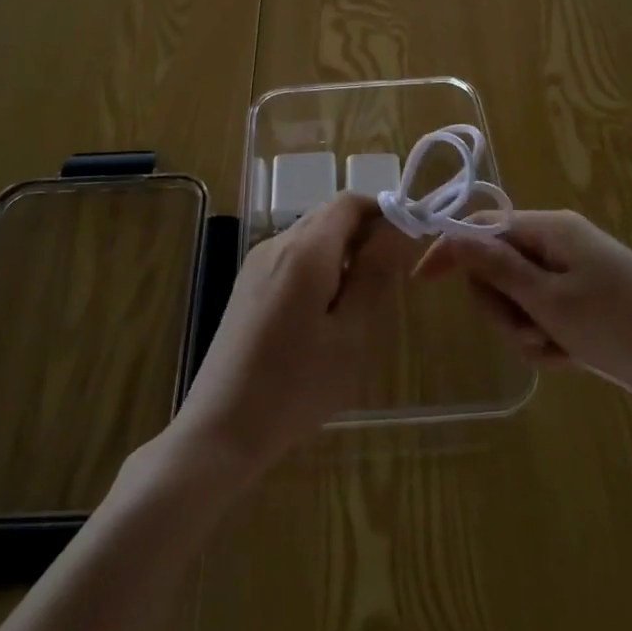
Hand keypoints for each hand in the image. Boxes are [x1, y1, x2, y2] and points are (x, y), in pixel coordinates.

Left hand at [167, 194, 406, 484]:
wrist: (222, 428)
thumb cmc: (297, 386)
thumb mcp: (351, 334)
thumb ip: (375, 274)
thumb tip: (397, 227)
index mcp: (304, 250)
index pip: (349, 202)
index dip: (383, 210)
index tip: (409, 240)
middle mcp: (276, 243)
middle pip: (328, 216)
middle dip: (364, 233)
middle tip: (391, 277)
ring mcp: (256, 263)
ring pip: (310, 237)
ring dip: (342, 252)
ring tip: (361, 302)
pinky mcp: (247, 285)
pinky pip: (292, 258)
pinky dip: (319, 268)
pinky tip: (325, 314)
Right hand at [416, 210, 631, 414]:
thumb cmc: (620, 325)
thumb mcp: (549, 300)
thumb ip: (496, 267)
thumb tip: (450, 234)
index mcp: (550, 229)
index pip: (481, 228)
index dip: (451, 251)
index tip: (423, 282)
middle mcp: (559, 243)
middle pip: (498, 266)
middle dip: (502, 304)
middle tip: (526, 331)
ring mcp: (574, 273)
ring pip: (519, 296)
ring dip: (526, 328)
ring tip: (556, 349)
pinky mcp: (587, 302)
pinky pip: (546, 315)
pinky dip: (548, 338)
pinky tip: (571, 357)